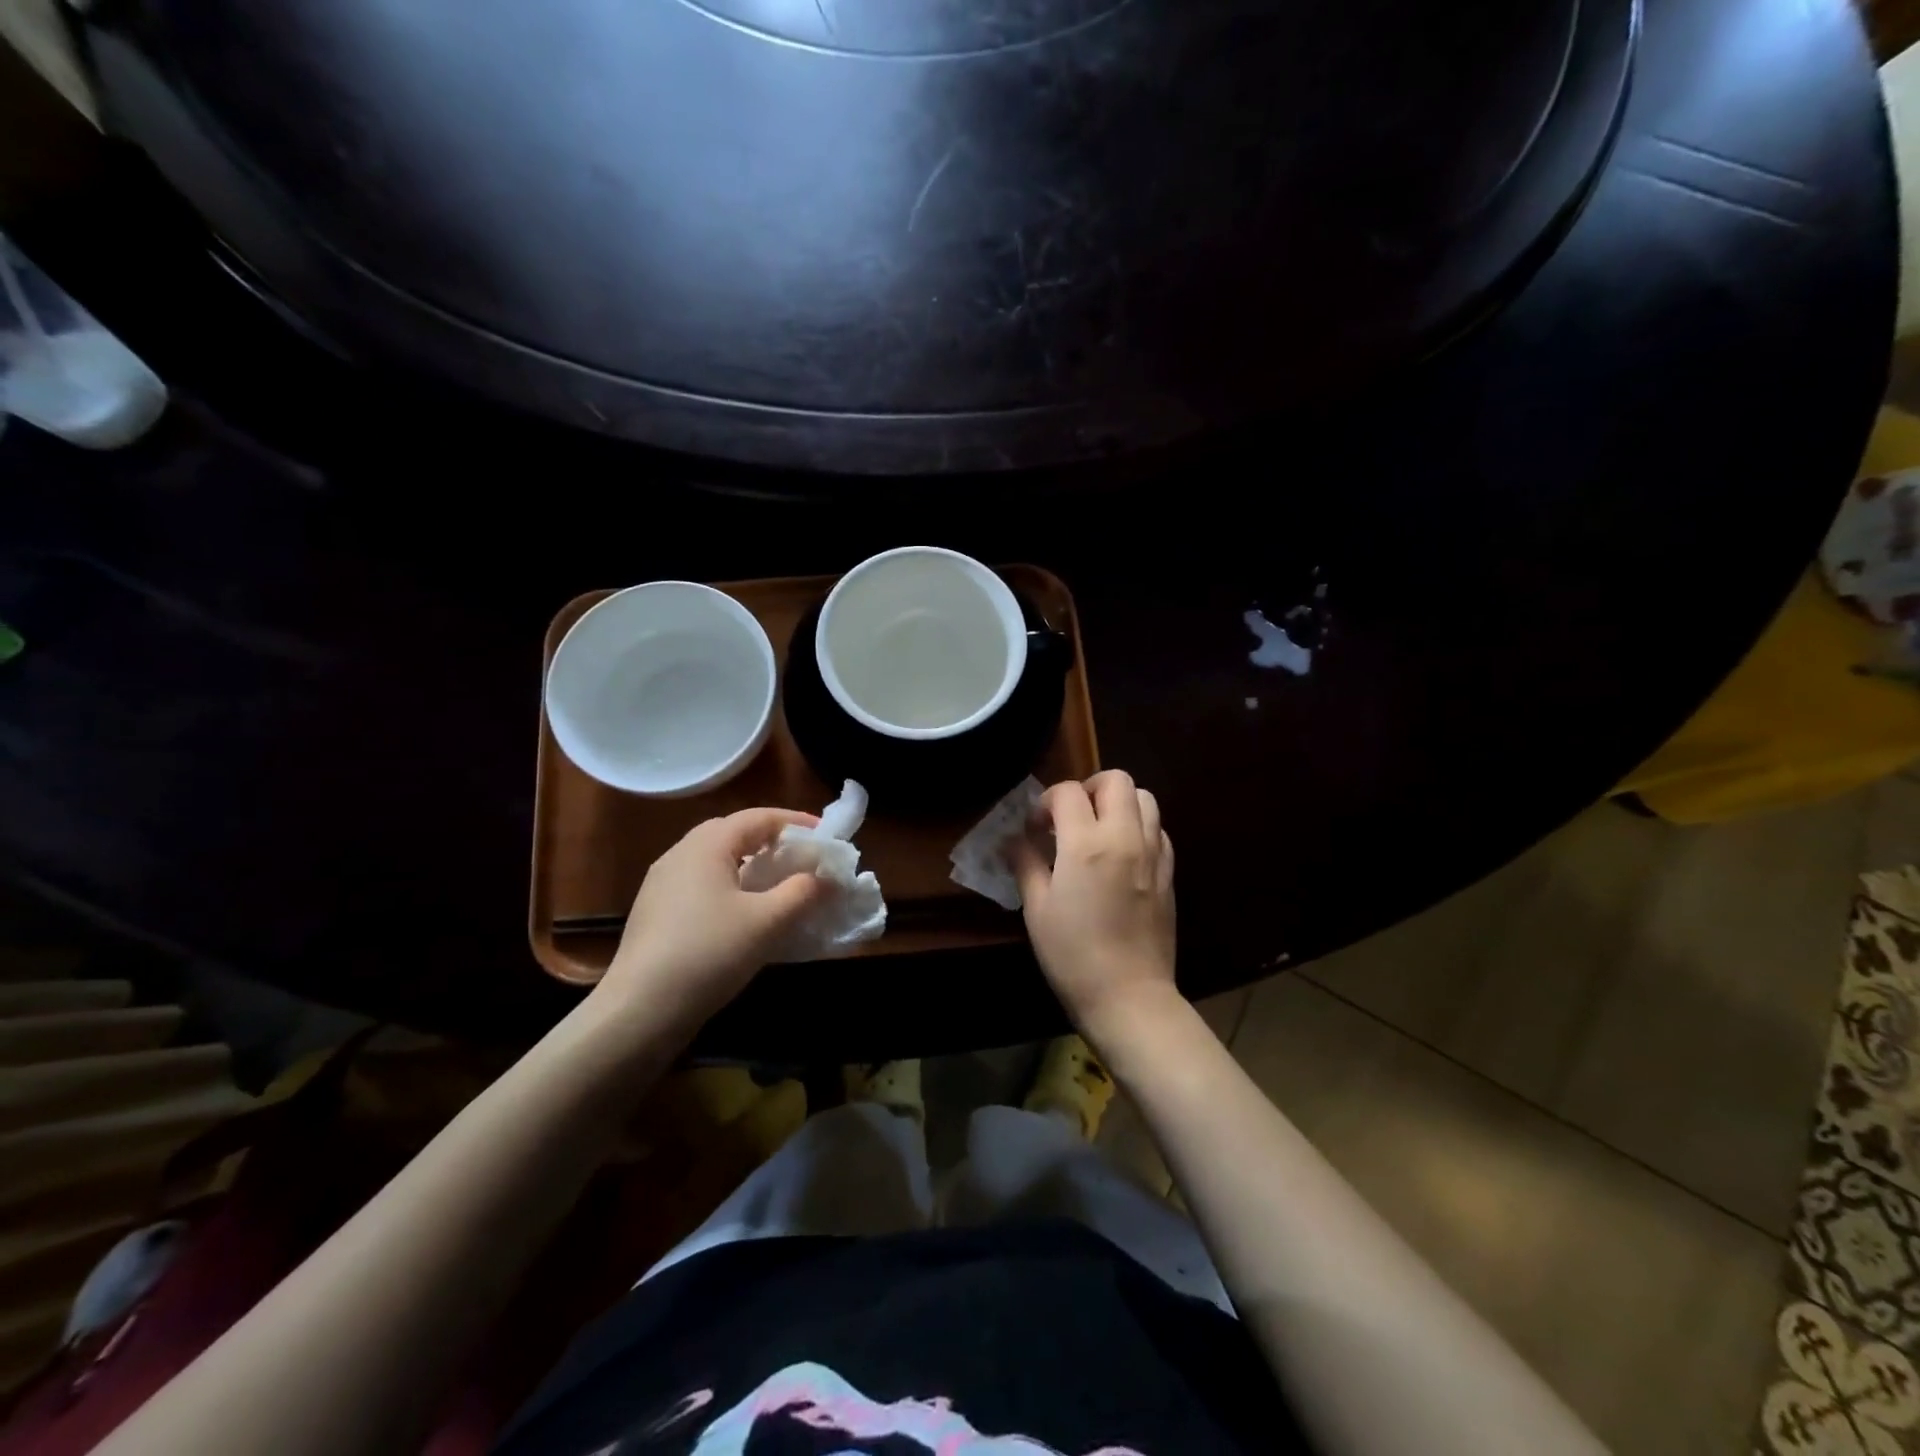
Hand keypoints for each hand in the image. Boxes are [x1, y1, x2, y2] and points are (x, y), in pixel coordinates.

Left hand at [599, 808, 826, 1027]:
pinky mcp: (655, 911)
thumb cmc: (709, 953)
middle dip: (772, 841)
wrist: (639, 1010)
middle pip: (734, 833)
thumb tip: (826, 877)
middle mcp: (680, 853)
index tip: (826, 836)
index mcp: (706, 845)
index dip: (796, 822)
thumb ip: (802, 892)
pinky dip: (731, 886)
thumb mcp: (767, 922)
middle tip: (803, 858)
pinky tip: (744, 914)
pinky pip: (702, 884)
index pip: (759, 817)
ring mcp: (662, 883)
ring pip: (717, 860)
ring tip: (779, 885)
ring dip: (751, 865)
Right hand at [1012, 770, 1178, 1042]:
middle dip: (1088, 788)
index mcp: (1087, 844)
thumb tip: (1015, 839)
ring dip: (1118, 802)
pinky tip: (1122, 854)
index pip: (1067, 792)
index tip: (1035, 828)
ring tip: (1098, 830)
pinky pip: (1159, 830)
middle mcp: (1125, 837)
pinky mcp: (1169, 873)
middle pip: (1115, 780)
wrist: (1129, 997)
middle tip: (1070, 817)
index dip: (1045, 802)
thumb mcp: (1036, 908)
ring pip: (1145, 797)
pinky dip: (1139, 827)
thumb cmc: (1072, 955)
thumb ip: (1026, 863)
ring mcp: (1153, 853)